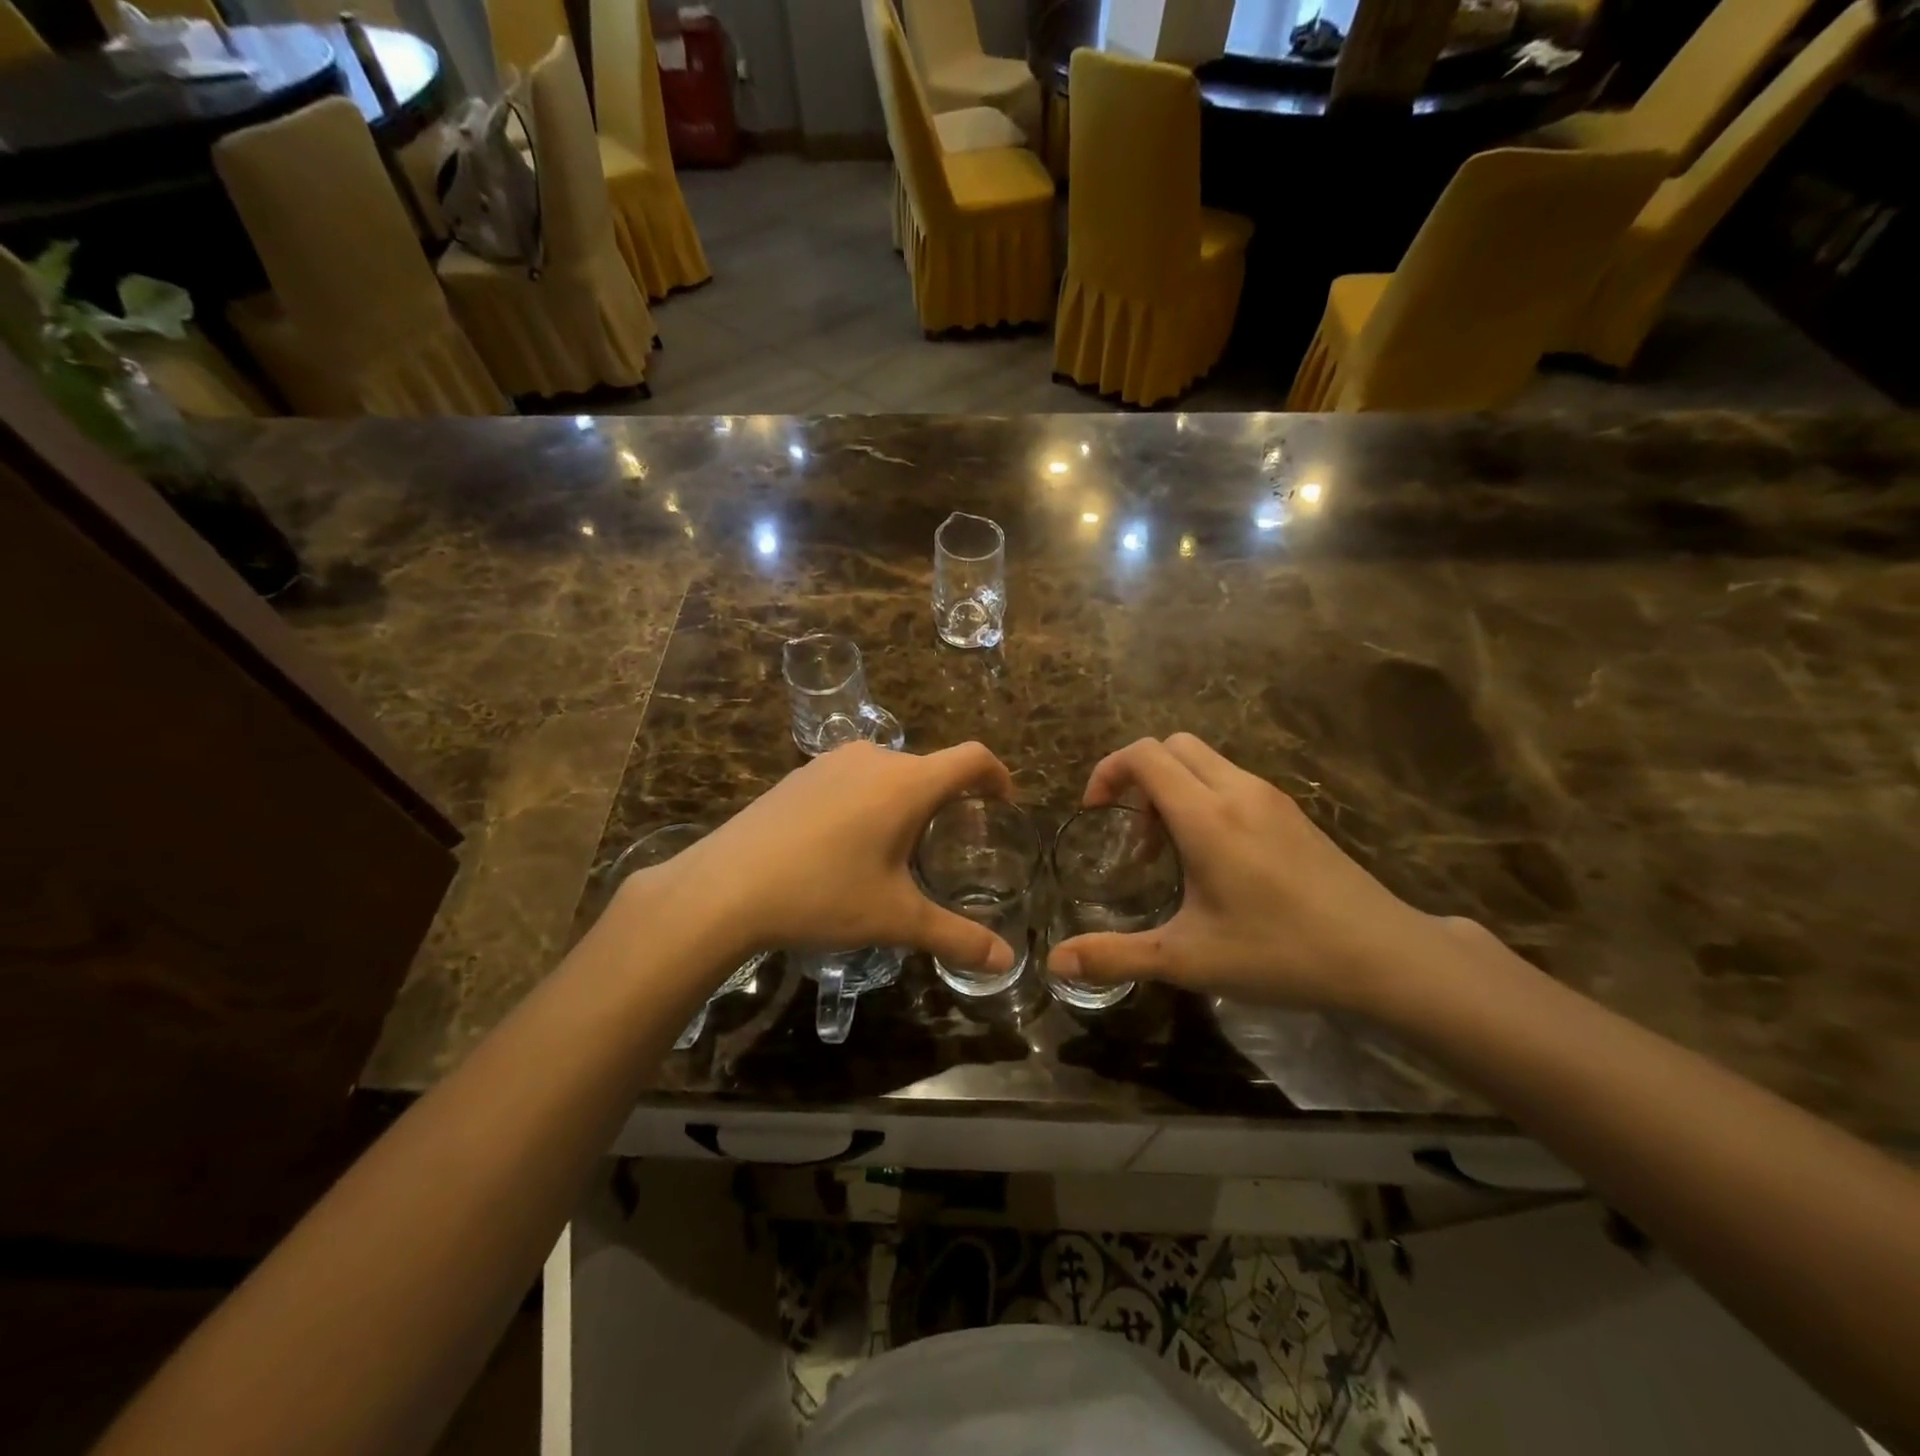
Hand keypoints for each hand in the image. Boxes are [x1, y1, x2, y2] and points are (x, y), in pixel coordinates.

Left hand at [623, 741, 1019, 979]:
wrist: (725, 887)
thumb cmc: (823, 894)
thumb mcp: (896, 918)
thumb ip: (956, 936)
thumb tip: (1006, 960)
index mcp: (908, 783)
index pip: (972, 758)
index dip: (998, 774)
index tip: (1005, 801)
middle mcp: (874, 758)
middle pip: (930, 767)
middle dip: (948, 798)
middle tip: (950, 844)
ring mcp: (832, 761)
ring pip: (889, 772)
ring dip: (906, 799)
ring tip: (899, 847)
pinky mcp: (801, 774)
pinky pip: (853, 777)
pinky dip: (869, 799)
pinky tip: (848, 843)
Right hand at [1048, 734, 1442, 1010]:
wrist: (1385, 956)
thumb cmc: (1279, 952)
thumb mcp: (1188, 959)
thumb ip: (1116, 956)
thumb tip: (1056, 962)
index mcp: (1206, 815)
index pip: (1144, 754)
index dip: (1108, 772)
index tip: (1095, 813)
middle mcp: (1237, 790)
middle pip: (1172, 746)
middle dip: (1138, 776)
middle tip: (1133, 833)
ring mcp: (1270, 797)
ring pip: (1204, 762)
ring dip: (1172, 789)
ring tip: (1171, 852)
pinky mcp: (1293, 812)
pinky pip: (1231, 780)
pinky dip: (1204, 798)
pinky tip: (1215, 858)